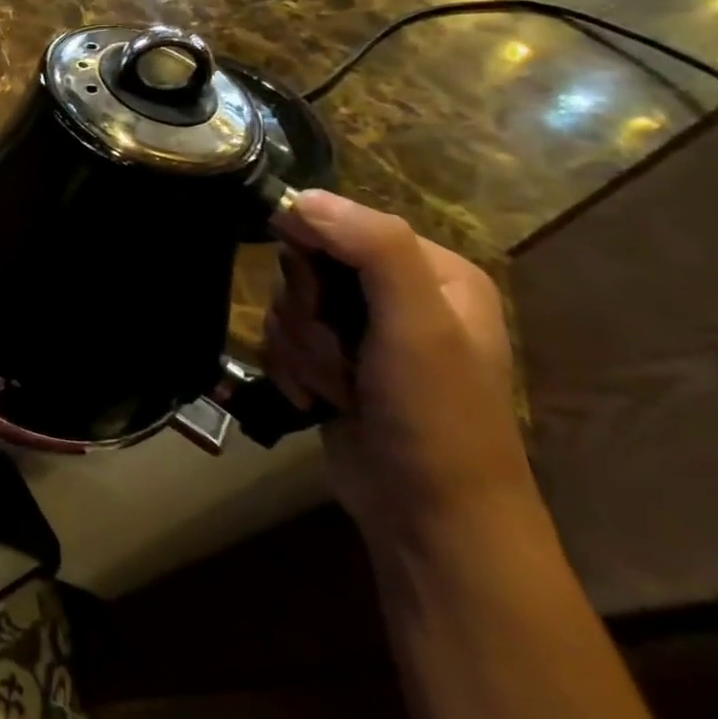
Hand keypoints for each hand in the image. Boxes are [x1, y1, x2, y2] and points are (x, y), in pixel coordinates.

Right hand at [264, 191, 532, 547]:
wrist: (430, 521)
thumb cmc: (436, 416)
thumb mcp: (418, 324)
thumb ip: (372, 247)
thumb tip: (300, 197)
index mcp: (430, 271)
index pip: (340, 223)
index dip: (312, 250)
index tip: (317, 295)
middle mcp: (396, 294)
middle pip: (306, 265)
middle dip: (308, 313)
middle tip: (338, 352)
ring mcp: (362, 334)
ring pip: (287, 304)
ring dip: (300, 348)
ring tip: (335, 388)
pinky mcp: (333, 366)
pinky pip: (281, 341)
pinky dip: (290, 369)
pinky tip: (315, 400)